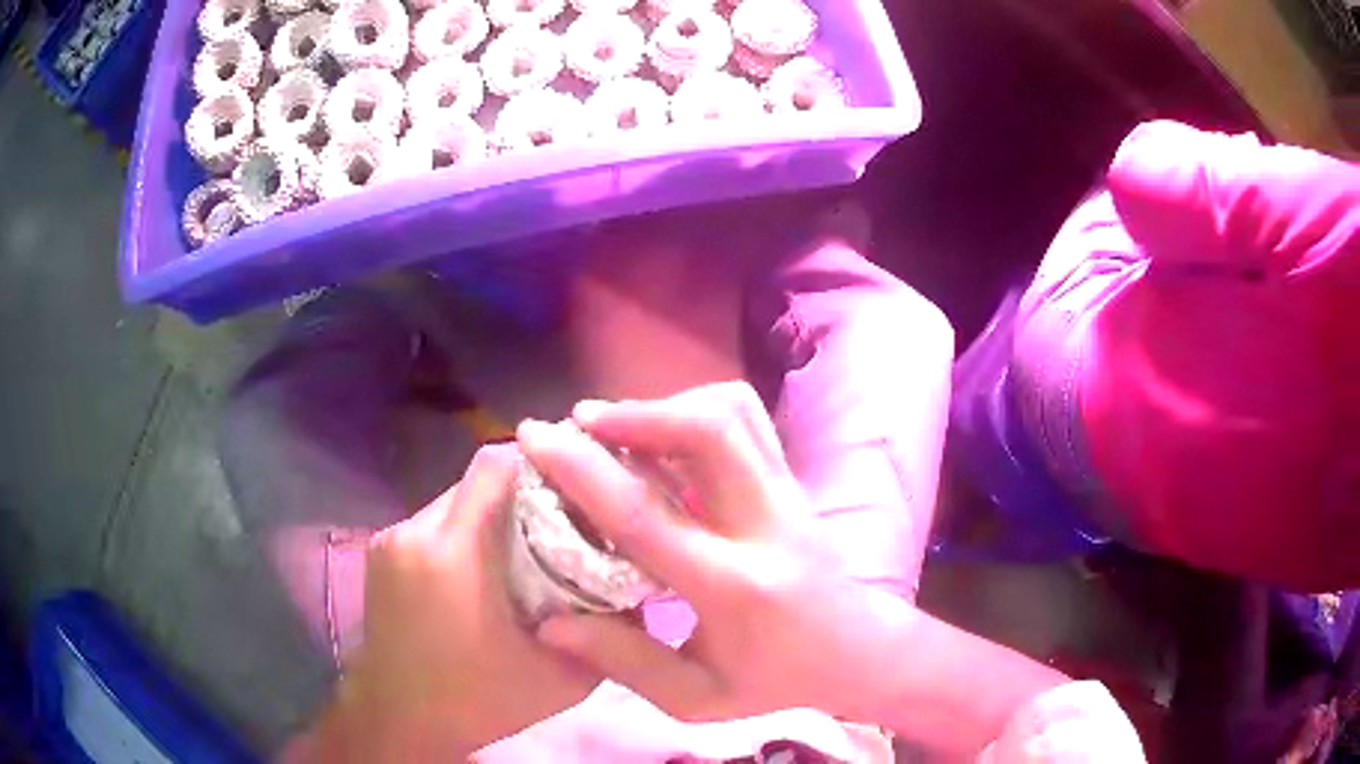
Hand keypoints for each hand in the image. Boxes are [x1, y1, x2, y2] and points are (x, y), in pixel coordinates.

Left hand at [295, 445, 598, 761]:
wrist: (399, 720)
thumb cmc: (478, 701)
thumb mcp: (562, 678)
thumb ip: (605, 630)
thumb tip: (639, 584)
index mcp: (453, 554)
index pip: (494, 465)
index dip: (538, 464)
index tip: (573, 487)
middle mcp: (414, 532)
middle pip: (475, 481)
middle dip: (519, 497)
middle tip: (556, 530)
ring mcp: (390, 539)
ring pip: (452, 501)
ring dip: (488, 518)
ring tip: (519, 557)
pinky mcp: (378, 551)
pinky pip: (432, 523)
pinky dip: (461, 536)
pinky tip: (478, 576)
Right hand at [517, 382, 920, 724]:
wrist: (855, 652)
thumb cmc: (772, 682)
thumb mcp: (694, 698)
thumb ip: (622, 661)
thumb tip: (551, 621)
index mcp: (733, 589)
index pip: (648, 516)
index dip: (583, 470)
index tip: (535, 436)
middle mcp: (765, 526)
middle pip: (710, 431)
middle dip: (636, 413)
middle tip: (582, 423)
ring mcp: (787, 495)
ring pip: (734, 413)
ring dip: (668, 406)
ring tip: (619, 427)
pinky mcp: (794, 480)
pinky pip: (749, 419)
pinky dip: (698, 409)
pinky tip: (668, 437)